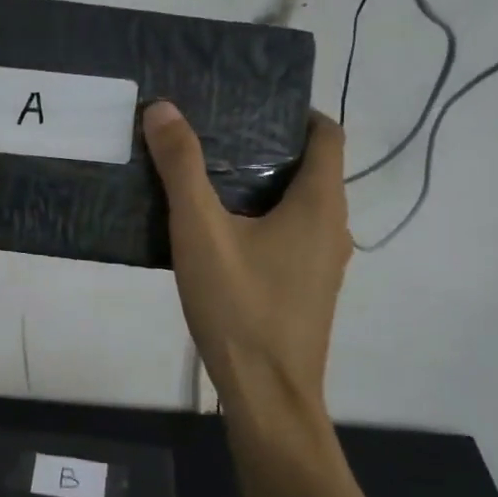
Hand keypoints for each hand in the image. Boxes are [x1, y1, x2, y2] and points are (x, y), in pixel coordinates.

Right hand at [143, 102, 350, 414]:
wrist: (267, 393)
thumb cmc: (240, 306)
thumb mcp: (200, 231)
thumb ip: (182, 168)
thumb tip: (163, 108)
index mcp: (320, 204)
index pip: (327, 134)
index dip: (295, 111)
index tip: (251, 103)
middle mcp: (334, 227)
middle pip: (311, 168)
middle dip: (267, 146)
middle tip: (214, 135)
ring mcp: (324, 262)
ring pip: (299, 205)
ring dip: (262, 186)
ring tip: (208, 177)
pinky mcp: (307, 288)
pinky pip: (291, 235)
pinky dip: (263, 220)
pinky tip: (218, 233)